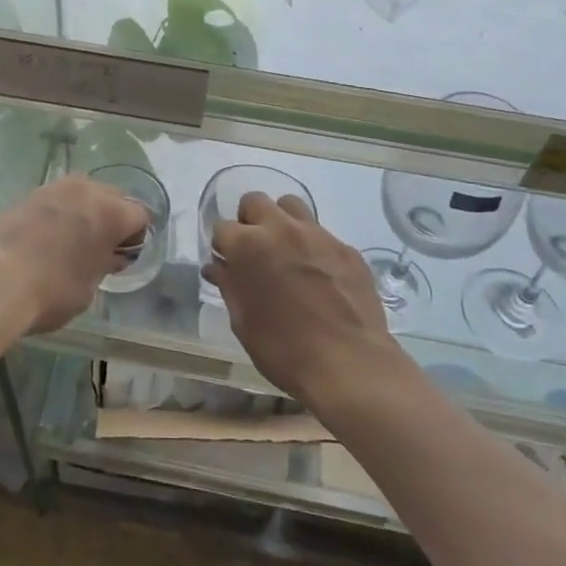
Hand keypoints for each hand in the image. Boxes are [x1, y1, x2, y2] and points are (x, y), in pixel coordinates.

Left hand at [0, 175, 150, 339]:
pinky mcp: (26, 195)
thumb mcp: (88, 288)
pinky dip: (56, 214)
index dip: (136, 238)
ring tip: (71, 240)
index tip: (123, 258)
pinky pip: (54, 200)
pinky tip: (44, 239)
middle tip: (100, 248)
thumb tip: (108, 256)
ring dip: (83, 211)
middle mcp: (86, 190)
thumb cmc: (51, 291)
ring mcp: (53, 188)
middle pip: (112, 197)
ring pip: (81, 193)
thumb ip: (103, 265)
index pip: (140, 215)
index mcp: (111, 212)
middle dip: (112, 218)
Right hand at [203, 191, 402, 411]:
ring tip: (286, 252)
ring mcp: (318, 235)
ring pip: (292, 206)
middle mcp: (281, 229)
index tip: (228, 265)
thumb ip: (229, 286)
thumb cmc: (283, 349)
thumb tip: (217, 268)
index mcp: (248, 246)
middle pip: (255, 201)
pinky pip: (323, 234)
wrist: (349, 364)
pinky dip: (313, 247)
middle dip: (249, 221)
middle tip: (255, 251)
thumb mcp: (243, 322)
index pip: (221, 227)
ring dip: (282, 221)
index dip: (222, 247)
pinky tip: (319, 276)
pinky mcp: (347, 248)